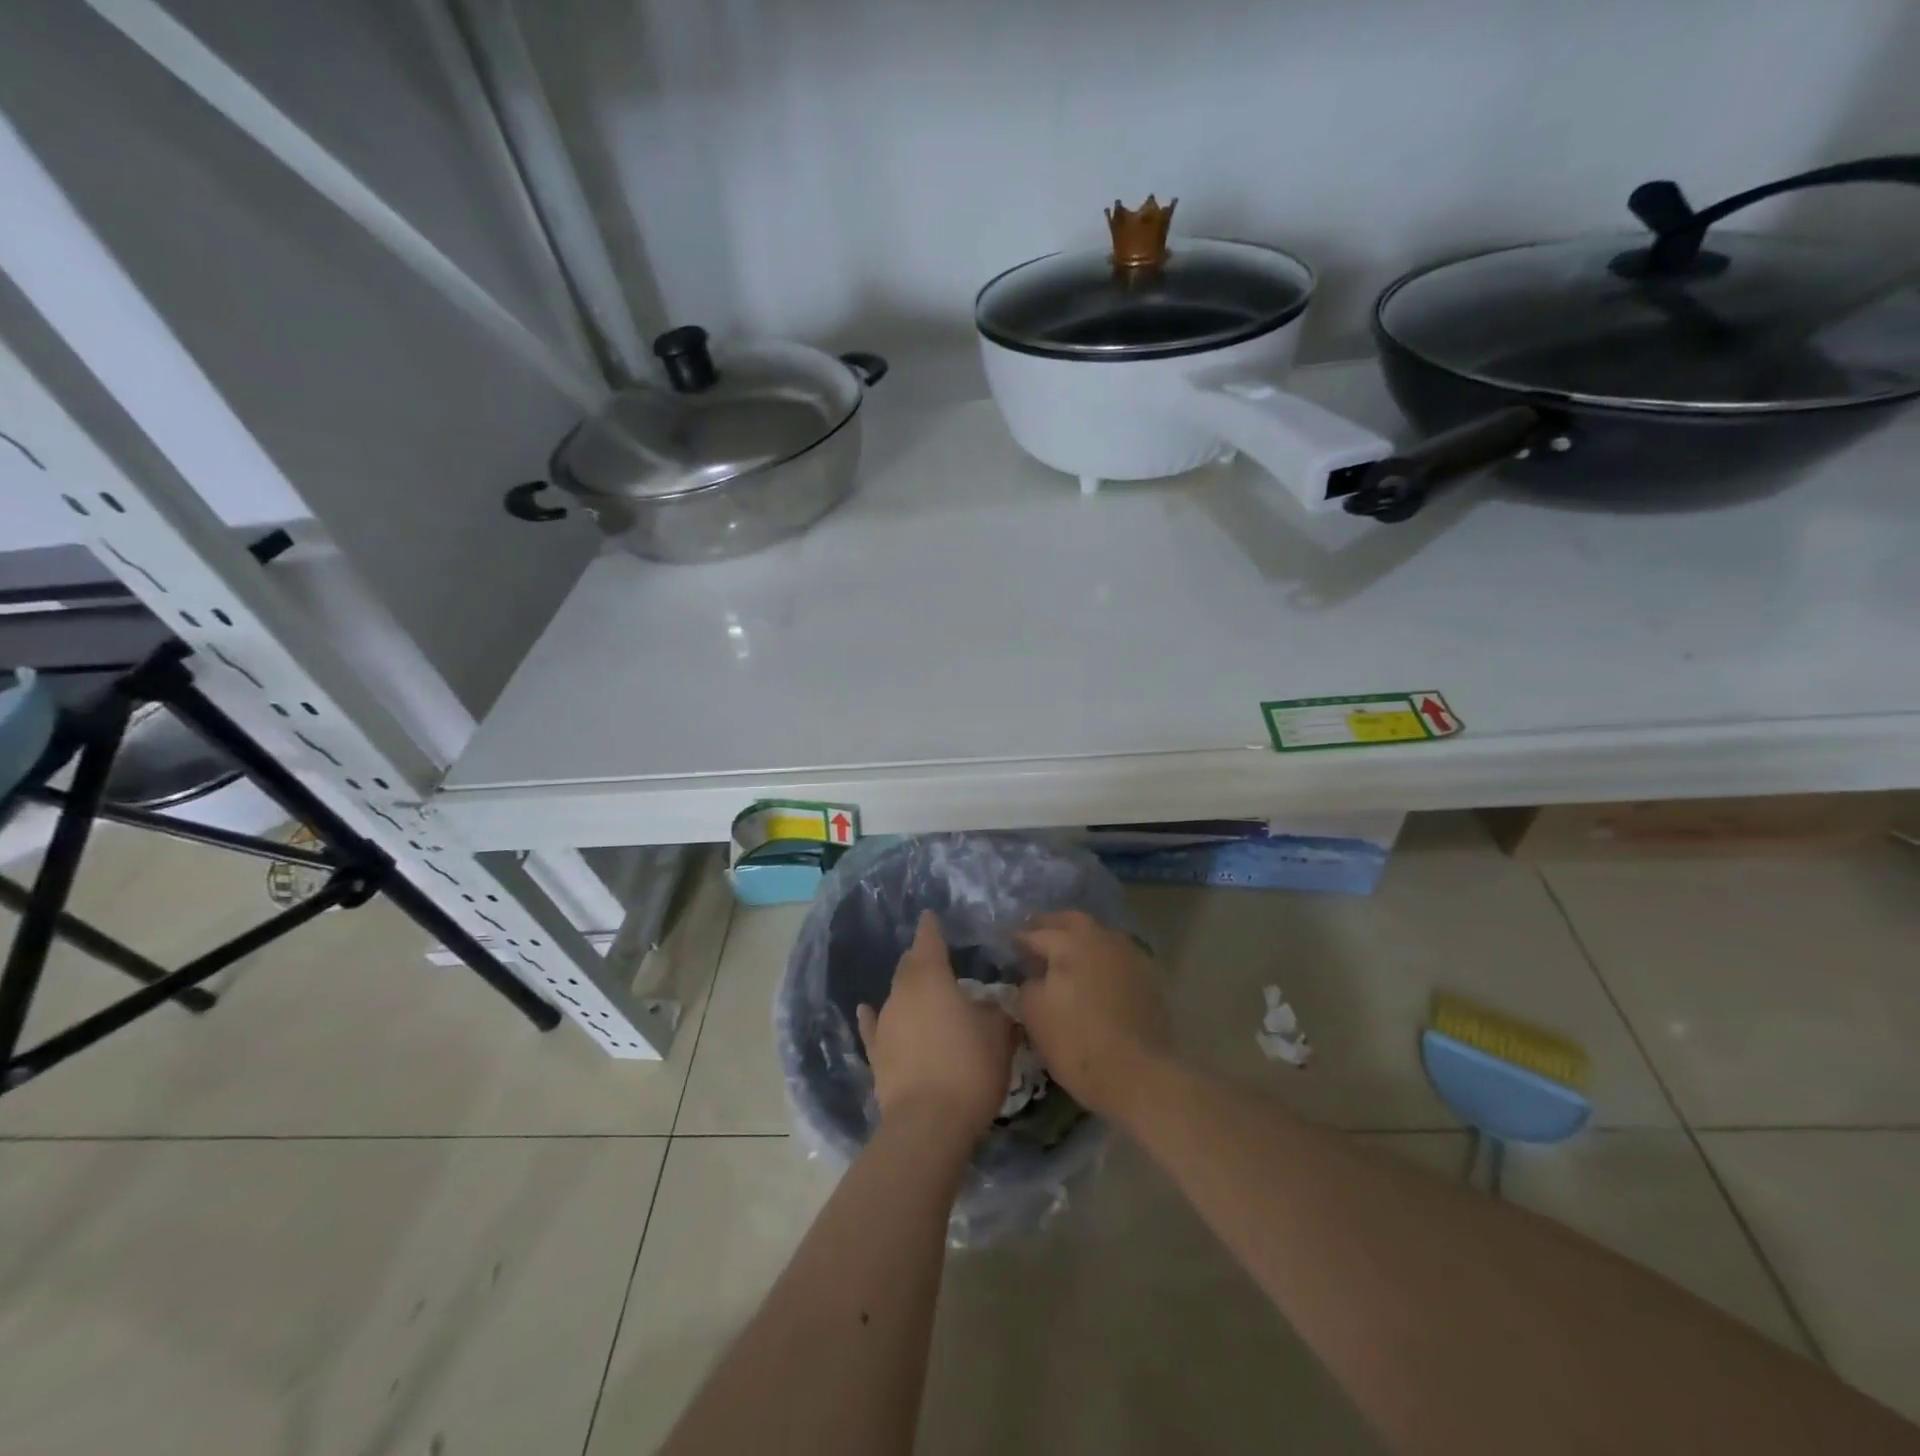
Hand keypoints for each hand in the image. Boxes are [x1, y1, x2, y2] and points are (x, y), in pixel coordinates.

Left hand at [857, 911, 1016, 1140]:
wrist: (928, 1123)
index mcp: (931, 977)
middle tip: (936, 959)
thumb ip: (995, 1012)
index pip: (928, 941)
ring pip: (895, 995)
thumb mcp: (998, 1034)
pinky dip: (874, 1018)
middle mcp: (902, 992)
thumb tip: (990, 1006)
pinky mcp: (875, 1054)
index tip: (930, 916)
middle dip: (921, 958)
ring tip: (923, 992)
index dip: (931, 927)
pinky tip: (867, 1010)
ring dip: (908, 991)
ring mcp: (885, 1023)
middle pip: (909, 966)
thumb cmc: (969, 1066)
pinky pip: (875, 1027)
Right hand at [1017, 910, 1170, 1121]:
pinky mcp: (1146, 977)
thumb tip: (1033, 976)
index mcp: (1071, 942)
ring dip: (1078, 939)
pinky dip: (1099, 959)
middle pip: (1072, 921)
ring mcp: (1129, 955)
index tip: (1007, 945)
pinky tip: (1090, 975)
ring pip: (1098, 935)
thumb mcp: (1033, 1013)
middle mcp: (1102, 938)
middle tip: (1035, 936)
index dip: (1018, 939)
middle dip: (1051, 925)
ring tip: (1063, 957)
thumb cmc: (1077, 1042)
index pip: (1036, 933)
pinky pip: (1114, 956)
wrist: (1138, 1074)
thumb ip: (1027, 984)